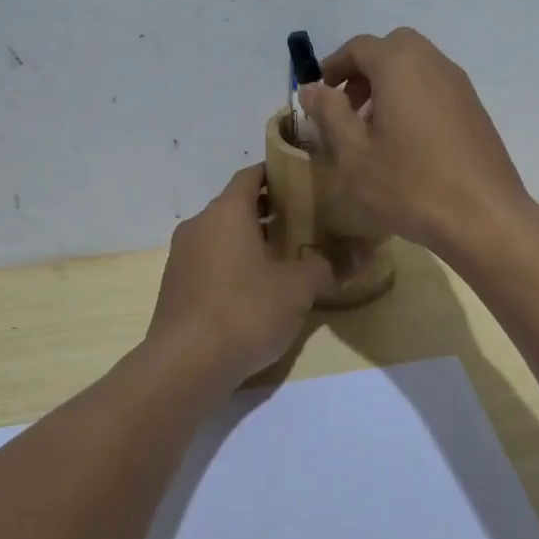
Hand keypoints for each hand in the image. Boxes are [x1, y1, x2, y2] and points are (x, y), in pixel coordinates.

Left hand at [146, 166, 334, 388]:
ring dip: (250, 239)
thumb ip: (328, 266)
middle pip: (237, 205)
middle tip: (305, 221)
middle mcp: (199, 224)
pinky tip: (256, 288)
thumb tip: (363, 255)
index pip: (252, 175)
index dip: (278, 173)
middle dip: (270, 210)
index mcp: (226, 212)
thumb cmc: (245, 311)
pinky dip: (232, 262)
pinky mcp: (175, 285)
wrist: (185, 365)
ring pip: (222, 234)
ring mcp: (182, 255)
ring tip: (286, 256)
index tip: (305, 181)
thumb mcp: (297, 289)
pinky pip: (209, 260)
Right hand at [299, 27, 534, 258]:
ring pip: (416, 68)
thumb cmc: (410, 184)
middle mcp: (433, 63)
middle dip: (364, 72)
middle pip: (392, 49)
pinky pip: (435, 88)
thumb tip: (311, 87)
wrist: (485, 217)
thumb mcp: (354, 153)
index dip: (332, 67)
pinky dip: (413, 99)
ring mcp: (460, 85)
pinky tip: (407, 144)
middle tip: (347, 108)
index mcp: (400, 64)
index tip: (317, 96)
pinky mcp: (475, 110)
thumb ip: (329, 113)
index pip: (358, 47)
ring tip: (374, 131)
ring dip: (389, 86)